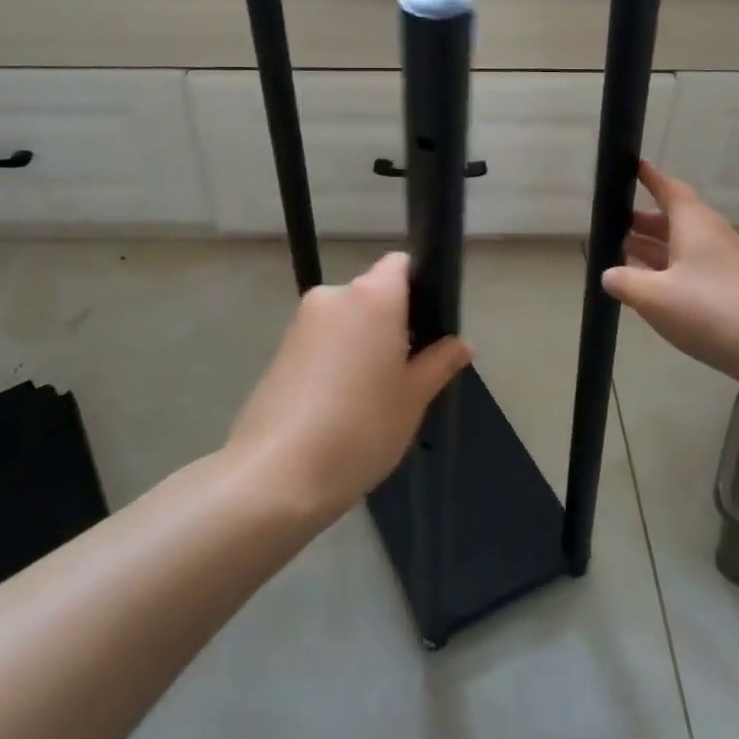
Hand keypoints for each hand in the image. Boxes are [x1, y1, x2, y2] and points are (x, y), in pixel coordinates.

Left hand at [227, 253, 471, 520]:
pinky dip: (338, 361)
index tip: (429, 328)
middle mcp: (334, 296)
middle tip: (409, 373)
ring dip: (364, 344)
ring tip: (374, 397)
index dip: (419, 288)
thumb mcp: (414, 397)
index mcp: (372, 296)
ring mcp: (302, 322)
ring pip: (348, 320)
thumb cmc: (361, 427)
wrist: (277, 474)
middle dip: (393, 323)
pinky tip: (341, 405)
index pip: (400, 265)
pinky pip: (323, 341)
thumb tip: (461, 344)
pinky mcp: (281, 349)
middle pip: (374, 294)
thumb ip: (440, 362)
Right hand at [602, 161, 738, 383]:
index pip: (669, 189)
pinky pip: (694, 272)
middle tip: (614, 222)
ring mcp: (726, 266)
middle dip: (645, 220)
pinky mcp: (734, 293)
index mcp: (694, 224)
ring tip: (624, 254)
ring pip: (683, 247)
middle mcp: (712, 237)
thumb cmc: (713, 312)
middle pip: (675, 220)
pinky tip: (652, 292)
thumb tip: (609, 274)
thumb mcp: (654, 298)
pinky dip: (669, 273)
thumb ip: (625, 282)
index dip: (649, 177)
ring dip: (655, 249)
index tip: (631, 165)